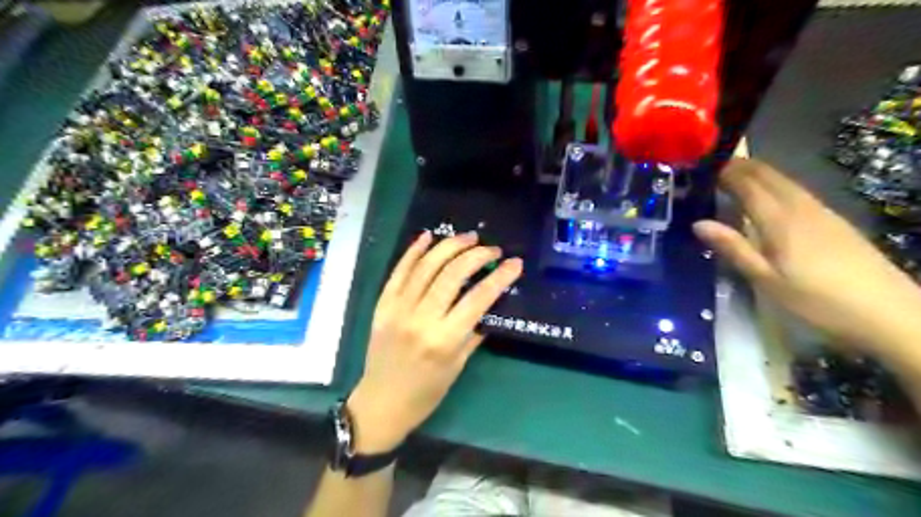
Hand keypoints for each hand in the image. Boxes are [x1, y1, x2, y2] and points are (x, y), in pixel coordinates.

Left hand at [345, 230, 521, 451]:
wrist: (381, 402)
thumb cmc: (426, 392)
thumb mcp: (458, 365)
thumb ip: (474, 331)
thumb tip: (490, 302)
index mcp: (444, 340)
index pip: (478, 299)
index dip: (500, 277)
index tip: (515, 264)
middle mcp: (420, 319)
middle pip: (452, 274)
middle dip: (476, 255)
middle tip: (492, 249)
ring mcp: (398, 308)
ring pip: (426, 266)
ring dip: (449, 246)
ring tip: (468, 237)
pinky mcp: (383, 304)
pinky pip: (399, 271)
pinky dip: (414, 251)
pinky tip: (429, 236)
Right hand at [695, 159, 920, 357]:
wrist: (887, 311)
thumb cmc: (816, 299)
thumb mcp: (766, 279)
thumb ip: (733, 248)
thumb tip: (698, 223)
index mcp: (780, 220)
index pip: (747, 184)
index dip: (724, 172)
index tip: (700, 169)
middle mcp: (800, 206)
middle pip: (767, 175)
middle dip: (739, 166)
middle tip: (711, 167)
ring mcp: (820, 211)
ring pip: (783, 180)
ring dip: (757, 172)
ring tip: (732, 174)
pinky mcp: (832, 219)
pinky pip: (795, 190)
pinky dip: (773, 184)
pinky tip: (768, 195)